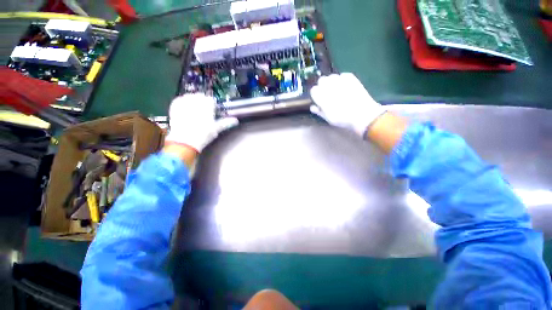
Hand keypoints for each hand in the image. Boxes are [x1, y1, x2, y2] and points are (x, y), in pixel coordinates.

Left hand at [165, 94, 237, 152]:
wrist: (185, 141)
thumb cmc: (203, 135)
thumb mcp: (216, 128)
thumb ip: (226, 122)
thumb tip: (236, 120)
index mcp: (207, 106)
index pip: (211, 100)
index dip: (212, 105)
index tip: (213, 111)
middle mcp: (196, 101)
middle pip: (200, 96)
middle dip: (203, 102)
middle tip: (203, 111)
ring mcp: (184, 103)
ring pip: (190, 96)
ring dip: (193, 100)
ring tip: (194, 109)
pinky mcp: (175, 107)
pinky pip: (179, 100)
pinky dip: (182, 102)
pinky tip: (185, 108)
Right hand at [310, 73, 385, 136]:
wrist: (362, 114)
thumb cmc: (342, 119)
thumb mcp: (328, 118)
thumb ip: (319, 111)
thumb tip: (313, 107)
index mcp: (321, 96)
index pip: (313, 90)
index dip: (316, 94)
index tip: (319, 99)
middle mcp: (328, 85)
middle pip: (321, 80)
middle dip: (323, 86)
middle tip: (328, 94)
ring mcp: (340, 80)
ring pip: (331, 76)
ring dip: (332, 82)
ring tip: (337, 90)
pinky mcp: (350, 77)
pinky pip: (342, 75)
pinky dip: (342, 80)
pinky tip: (345, 87)